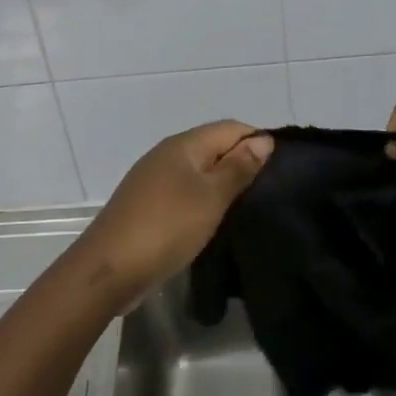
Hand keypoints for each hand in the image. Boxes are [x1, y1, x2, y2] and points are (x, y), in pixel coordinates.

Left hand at [75, 122, 273, 312]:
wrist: (110, 268)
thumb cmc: (167, 226)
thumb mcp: (211, 196)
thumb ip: (238, 167)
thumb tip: (263, 140)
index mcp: (183, 144)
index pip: (231, 128)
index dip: (258, 141)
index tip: (284, 169)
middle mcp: (167, 154)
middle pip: (214, 147)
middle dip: (243, 163)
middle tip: (272, 191)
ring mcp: (154, 180)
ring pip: (200, 172)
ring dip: (224, 184)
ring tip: (251, 207)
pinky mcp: (148, 205)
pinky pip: (186, 192)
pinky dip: (204, 201)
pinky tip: (217, 220)